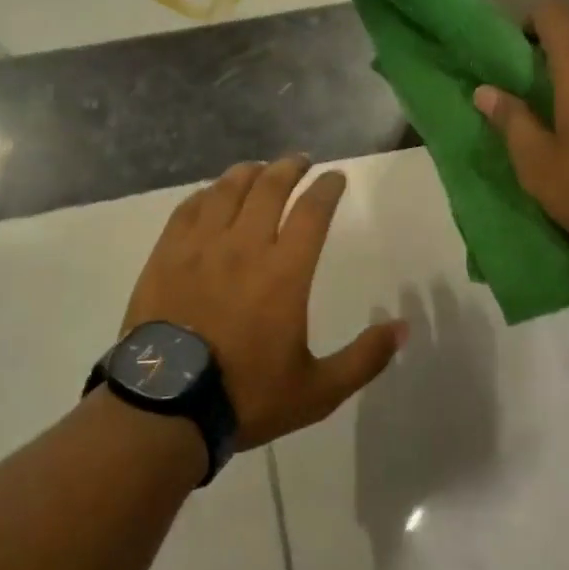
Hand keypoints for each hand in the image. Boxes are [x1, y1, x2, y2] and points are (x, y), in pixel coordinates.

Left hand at [122, 156, 407, 448]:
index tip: (336, 178)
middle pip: (269, 188)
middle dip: (289, 168)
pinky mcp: (166, 256)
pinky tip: (213, 194)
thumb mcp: (318, 391)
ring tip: (259, 169)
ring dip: (249, 173)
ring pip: (227, 190)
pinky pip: (188, 209)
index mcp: (284, 273)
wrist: (167, 407)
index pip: (312, 212)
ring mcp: (200, 248)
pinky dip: (207, 194)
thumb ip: (364, 359)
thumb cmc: (246, 396)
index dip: (327, 189)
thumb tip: (402, 328)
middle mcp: (243, 247)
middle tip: (300, 162)